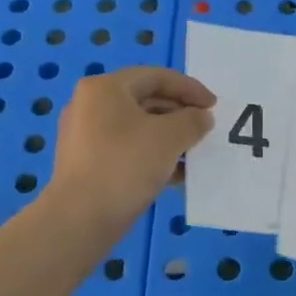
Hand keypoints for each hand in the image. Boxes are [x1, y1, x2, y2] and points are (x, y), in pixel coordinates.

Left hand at [51, 67, 213, 226]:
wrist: (81, 218)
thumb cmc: (126, 165)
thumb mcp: (169, 137)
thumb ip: (193, 121)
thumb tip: (202, 117)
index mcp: (106, 88)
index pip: (156, 77)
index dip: (190, 88)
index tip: (215, 106)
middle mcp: (91, 105)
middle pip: (146, 100)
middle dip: (180, 114)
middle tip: (206, 129)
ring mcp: (86, 136)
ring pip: (139, 128)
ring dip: (170, 137)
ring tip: (196, 153)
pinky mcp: (89, 163)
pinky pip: (129, 150)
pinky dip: (154, 155)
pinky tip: (177, 174)